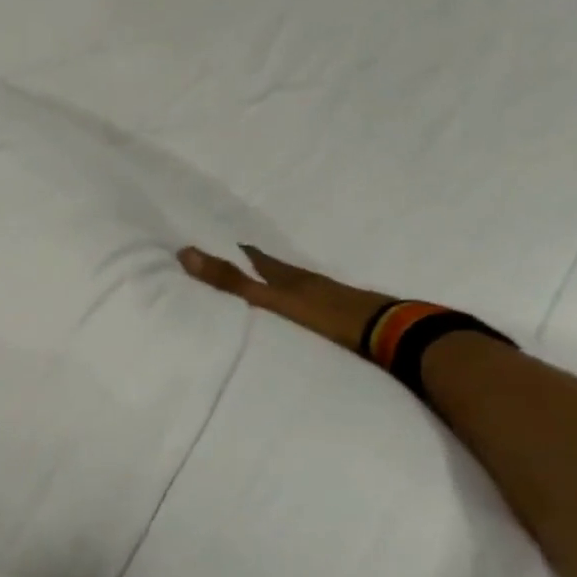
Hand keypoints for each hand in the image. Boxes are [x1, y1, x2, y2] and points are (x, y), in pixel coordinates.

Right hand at [179, 244, 395, 353]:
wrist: (390, 334)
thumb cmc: (326, 315)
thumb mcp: (271, 299)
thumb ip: (232, 282)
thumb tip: (186, 252)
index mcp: (287, 275)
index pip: (254, 257)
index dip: (233, 250)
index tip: (212, 242)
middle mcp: (305, 281)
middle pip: (272, 269)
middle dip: (251, 265)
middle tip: (229, 262)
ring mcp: (325, 298)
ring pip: (290, 286)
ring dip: (271, 285)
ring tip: (254, 287)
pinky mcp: (339, 317)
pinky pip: (305, 304)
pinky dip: (290, 303)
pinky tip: (290, 311)